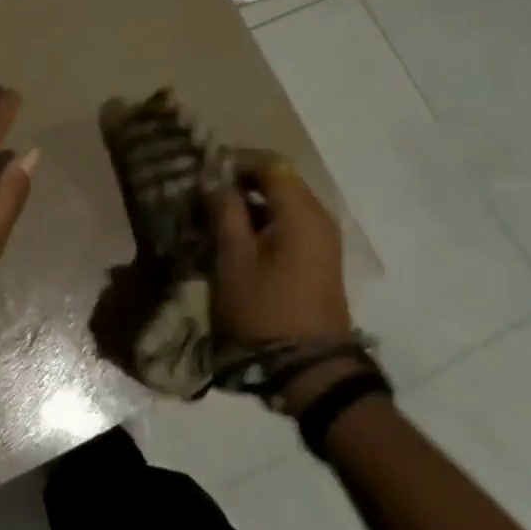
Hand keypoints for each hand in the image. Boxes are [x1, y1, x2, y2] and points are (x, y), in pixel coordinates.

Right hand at [211, 151, 353, 348]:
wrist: (310, 368)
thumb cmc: (266, 307)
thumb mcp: (234, 256)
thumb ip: (225, 209)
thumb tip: (214, 176)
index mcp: (300, 211)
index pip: (270, 163)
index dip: (237, 160)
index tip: (206, 170)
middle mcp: (319, 216)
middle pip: (281, 179)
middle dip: (244, 179)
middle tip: (208, 192)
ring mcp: (324, 238)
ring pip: (286, 201)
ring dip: (254, 201)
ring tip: (219, 215)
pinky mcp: (321, 258)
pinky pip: (293, 222)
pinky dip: (267, 219)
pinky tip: (241, 236)